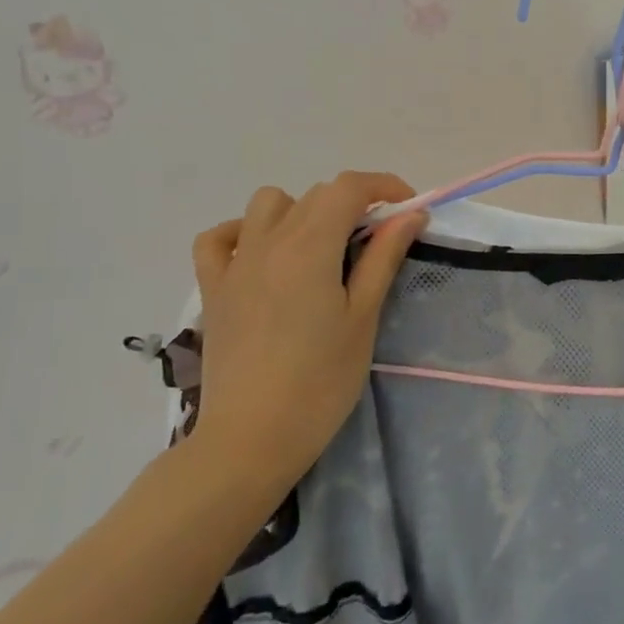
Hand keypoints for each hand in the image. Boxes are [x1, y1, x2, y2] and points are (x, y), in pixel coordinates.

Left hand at [188, 174, 426, 492]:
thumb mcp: (363, 317)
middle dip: (353, 205)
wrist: (253, 437)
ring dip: (301, 211)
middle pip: (316, 195)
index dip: (384, 186)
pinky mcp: (213, 289)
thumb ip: (384, 258)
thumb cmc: (322, 381)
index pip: (349, 187)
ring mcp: (235, 264)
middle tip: (377, 243)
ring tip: (321, 249)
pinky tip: (263, 256)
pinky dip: (243, 233)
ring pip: (268, 204)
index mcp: (310, 246)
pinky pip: (219, 238)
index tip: (409, 209)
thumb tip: (410, 216)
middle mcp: (269, 242)